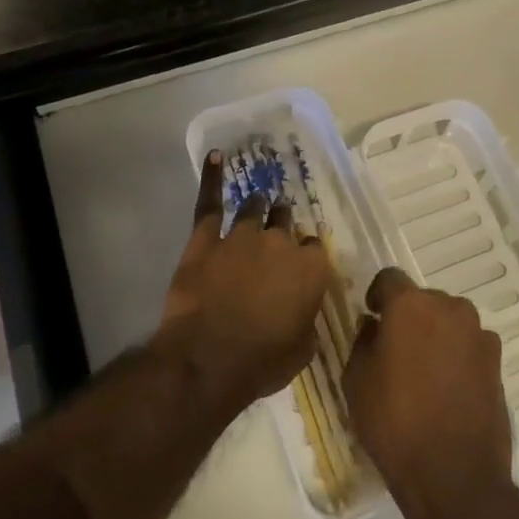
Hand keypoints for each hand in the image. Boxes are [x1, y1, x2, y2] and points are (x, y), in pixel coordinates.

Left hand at [157, 151, 334, 415]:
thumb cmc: (262, 362)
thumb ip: (307, 320)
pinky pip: (210, 202)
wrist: (208, 359)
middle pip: (286, 222)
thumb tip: (304, 311)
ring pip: (255, 208)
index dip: (304, 258)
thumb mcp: (303, 349)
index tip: (298, 267)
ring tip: (257, 205)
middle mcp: (280, 242)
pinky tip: (215, 156)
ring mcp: (242, 235)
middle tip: (276, 234)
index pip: (313, 249)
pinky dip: (212, 178)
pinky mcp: (206, 238)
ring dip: (258, 208)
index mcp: (311, 268)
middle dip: (282, 225)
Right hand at [345, 268, 513, 518]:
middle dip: (408, 316)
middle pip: (422, 299)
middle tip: (395, 349)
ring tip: (423, 371)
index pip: (388, 279)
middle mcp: (449, 308)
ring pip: (448, 320)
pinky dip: (457, 354)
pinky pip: (469, 344)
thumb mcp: (357, 381)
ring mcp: (478, 333)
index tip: (371, 317)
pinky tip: (447, 387)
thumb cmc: (395, 423)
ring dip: (435, 334)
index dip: (376, 296)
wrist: (455, 476)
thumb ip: (362, 341)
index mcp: (410, 305)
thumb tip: (374, 326)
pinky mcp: (497, 361)